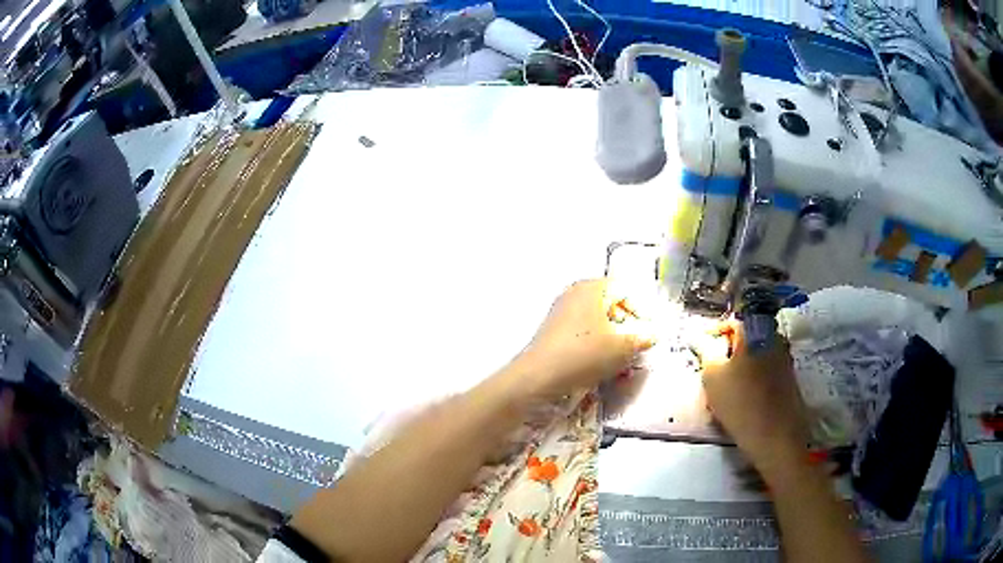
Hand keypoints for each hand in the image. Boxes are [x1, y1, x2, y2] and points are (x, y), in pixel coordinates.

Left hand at [512, 279, 653, 397]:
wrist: (539, 377)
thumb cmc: (585, 354)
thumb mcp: (622, 348)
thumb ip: (642, 338)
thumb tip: (652, 334)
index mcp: (592, 288)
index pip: (624, 289)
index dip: (641, 309)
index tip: (648, 331)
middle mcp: (574, 293)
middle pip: (609, 302)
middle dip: (627, 322)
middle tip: (635, 342)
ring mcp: (561, 311)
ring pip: (596, 318)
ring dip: (612, 334)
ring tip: (620, 354)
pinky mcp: (553, 331)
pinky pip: (582, 330)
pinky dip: (595, 341)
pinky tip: (600, 361)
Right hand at [699, 321, 808, 480]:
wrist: (775, 435)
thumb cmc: (740, 402)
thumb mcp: (712, 375)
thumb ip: (705, 350)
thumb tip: (701, 337)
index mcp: (755, 330)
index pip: (731, 321)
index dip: (713, 334)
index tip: (701, 350)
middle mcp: (774, 336)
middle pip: (746, 336)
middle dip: (728, 350)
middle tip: (712, 370)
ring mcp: (785, 356)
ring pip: (757, 353)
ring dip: (741, 364)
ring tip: (726, 386)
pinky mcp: (790, 376)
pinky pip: (767, 367)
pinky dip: (753, 375)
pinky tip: (743, 396)